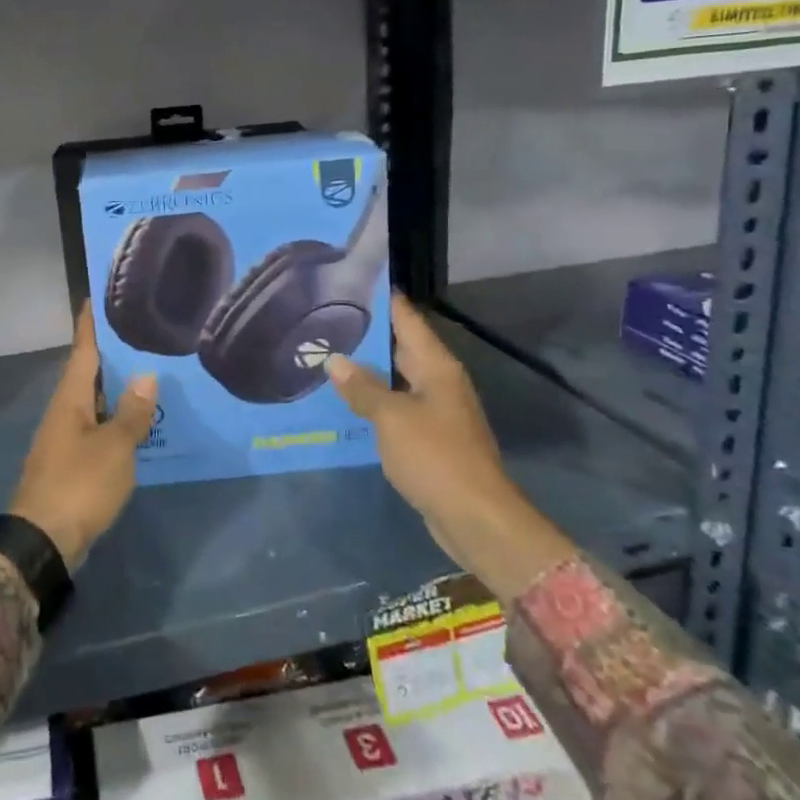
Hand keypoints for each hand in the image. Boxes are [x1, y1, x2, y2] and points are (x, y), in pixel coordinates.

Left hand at [8, 305, 157, 570]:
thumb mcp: (114, 447)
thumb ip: (132, 412)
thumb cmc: (79, 485)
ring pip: (95, 401)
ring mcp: (66, 437)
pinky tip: (140, 420)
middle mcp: (65, 411)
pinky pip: (98, 427)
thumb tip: (146, 375)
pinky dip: (117, 417)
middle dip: (112, 353)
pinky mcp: (72, 462)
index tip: (96, 296)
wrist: (43, 541)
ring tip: (150, 370)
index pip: (83, 350)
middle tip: (141, 331)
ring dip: (118, 387)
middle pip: (89, 372)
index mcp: (70, 398)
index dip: (90, 324)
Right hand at [327, 293, 576, 600]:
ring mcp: (435, 411)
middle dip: (366, 335)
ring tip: (325, 355)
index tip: (351, 281)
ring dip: (366, 371)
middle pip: (400, 347)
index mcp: (436, 367)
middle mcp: (438, 382)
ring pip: (395, 379)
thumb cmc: (436, 457)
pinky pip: (395, 408)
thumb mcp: (392, 417)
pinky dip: (372, 402)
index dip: (382, 299)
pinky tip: (343, 402)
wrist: (475, 518)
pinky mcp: (429, 439)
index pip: (407, 318)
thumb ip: (362, 387)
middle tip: (323, 318)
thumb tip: (335, 361)